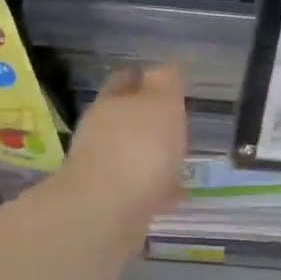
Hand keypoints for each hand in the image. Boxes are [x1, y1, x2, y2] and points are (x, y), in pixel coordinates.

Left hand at [62, 63, 188, 224]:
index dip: (143, 78)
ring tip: (180, 161)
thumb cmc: (139, 148)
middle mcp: (100, 133)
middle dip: (147, 120)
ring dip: (152, 156)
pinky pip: (140, 188)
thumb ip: (166, 83)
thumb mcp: (161, 103)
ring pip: (132, 154)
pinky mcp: (111, 203)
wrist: (107, 213)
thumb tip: (167, 67)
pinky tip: (175, 195)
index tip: (165, 81)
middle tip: (176, 122)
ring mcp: (102, 169)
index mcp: (111, 103)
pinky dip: (156, 188)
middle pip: (125, 118)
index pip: (125, 80)